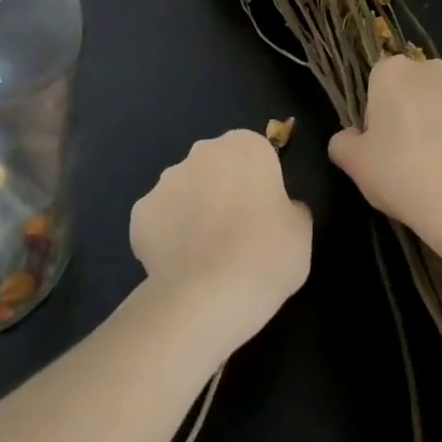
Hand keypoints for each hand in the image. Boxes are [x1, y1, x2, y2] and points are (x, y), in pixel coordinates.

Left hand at [130, 130, 311, 355]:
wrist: (210, 295)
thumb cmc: (267, 254)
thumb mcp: (301, 231)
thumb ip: (290, 207)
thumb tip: (278, 209)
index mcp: (245, 146)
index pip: (255, 155)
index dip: (259, 184)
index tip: (263, 215)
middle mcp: (202, 152)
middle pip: (215, 167)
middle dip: (221, 190)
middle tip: (235, 234)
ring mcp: (166, 180)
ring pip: (184, 191)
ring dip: (193, 211)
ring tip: (204, 257)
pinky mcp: (140, 212)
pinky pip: (159, 220)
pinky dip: (166, 236)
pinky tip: (179, 266)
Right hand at [328, 56, 441, 253]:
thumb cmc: (402, 175)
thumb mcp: (355, 164)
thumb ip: (343, 143)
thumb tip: (348, 138)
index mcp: (394, 72)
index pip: (379, 80)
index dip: (378, 111)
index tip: (381, 142)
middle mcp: (434, 71)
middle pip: (417, 86)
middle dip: (413, 110)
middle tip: (409, 154)